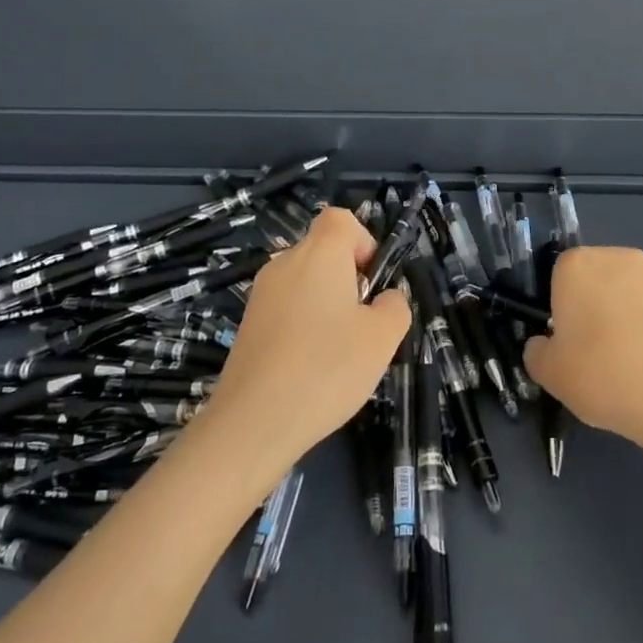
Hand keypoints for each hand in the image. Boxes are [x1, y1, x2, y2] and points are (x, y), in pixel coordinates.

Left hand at [200, 207, 409, 482]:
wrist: (252, 423)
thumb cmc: (326, 368)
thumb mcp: (382, 338)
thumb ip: (395, 306)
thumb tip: (385, 298)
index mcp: (319, 253)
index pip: (340, 219)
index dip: (363, 242)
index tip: (372, 282)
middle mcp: (285, 263)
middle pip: (323, 251)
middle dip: (348, 279)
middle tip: (361, 323)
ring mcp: (261, 294)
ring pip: (305, 282)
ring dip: (326, 305)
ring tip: (337, 352)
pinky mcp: (247, 325)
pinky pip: (286, 309)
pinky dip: (303, 326)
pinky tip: (310, 368)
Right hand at [525, 246, 642, 457]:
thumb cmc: (605, 376)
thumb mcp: (551, 375)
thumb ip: (537, 353)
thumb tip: (543, 345)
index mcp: (578, 266)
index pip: (561, 278)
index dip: (564, 311)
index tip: (572, 344)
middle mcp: (621, 258)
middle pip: (601, 281)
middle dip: (600, 309)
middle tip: (601, 355)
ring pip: (638, 296)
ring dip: (635, 319)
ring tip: (639, 368)